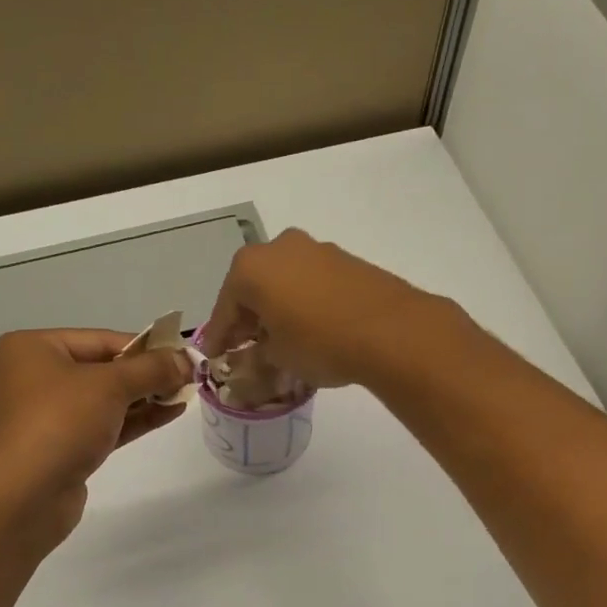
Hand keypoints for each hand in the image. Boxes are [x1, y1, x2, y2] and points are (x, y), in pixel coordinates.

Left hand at [0, 329, 191, 545]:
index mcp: (34, 349)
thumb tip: (186, 358)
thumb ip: (152, 369)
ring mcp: (46, 416)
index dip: (146, 347)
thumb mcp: (110, 385)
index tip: (183, 354)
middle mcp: (35, 377)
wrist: (22, 497)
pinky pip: (103, 425)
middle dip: (146, 374)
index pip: (101, 339)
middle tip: (188, 376)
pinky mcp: (61, 449)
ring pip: (104, 400)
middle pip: (103, 368)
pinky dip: (134, 419)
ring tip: (185, 394)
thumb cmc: (59, 423)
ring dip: (145, 397)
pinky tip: (169, 413)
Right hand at [204, 229, 449, 388]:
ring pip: (284, 282)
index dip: (219, 336)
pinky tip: (310, 328)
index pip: (224, 307)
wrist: (391, 330)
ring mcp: (316, 250)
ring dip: (277, 308)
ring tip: (281, 340)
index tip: (214, 356)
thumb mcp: (278, 358)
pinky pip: (311, 282)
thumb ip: (256, 356)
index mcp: (251, 267)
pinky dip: (303, 302)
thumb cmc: (319, 342)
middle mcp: (279, 247)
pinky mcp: (346, 260)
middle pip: (253, 288)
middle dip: (248, 318)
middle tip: (245, 348)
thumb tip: (252, 358)